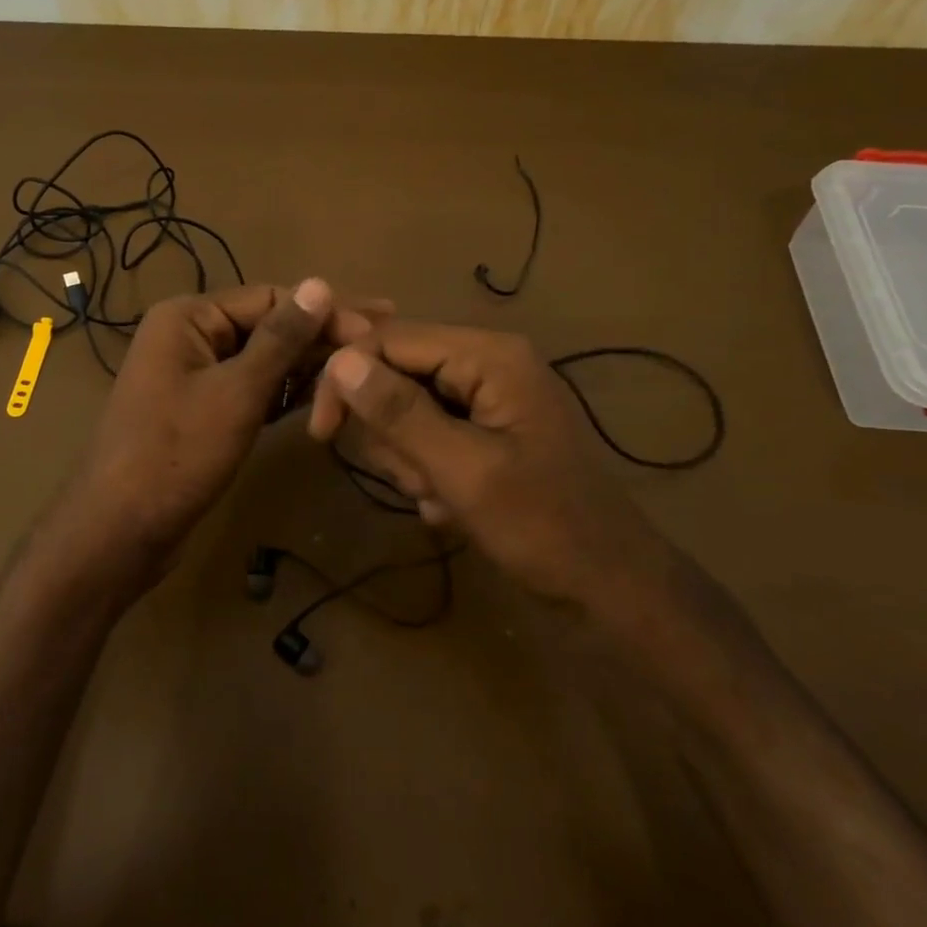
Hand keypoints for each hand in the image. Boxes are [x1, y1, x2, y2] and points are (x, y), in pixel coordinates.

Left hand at [57, 279, 373, 587]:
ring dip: (306, 365)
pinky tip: (324, 396)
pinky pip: (251, 389)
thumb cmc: (177, 453)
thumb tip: (320, 283)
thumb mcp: (236, 392)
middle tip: (381, 340)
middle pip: (267, 326)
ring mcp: (194, 375)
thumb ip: (281, 339)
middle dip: (320, 336)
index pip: (270, 298)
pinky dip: (284, 393)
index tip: (379, 325)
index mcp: (188, 317)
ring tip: (361, 369)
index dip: (324, 311)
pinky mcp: (202, 410)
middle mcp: (189, 336)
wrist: (120, 529)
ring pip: (262, 360)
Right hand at [310, 322, 677, 614]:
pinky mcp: (483, 429)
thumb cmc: (541, 527)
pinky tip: (449, 506)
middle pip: (395, 372)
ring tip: (440, 497)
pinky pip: (427, 434)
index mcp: (489, 355)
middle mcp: (487, 363)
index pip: (390, 339)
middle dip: (390, 432)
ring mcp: (486, 397)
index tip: (321, 432)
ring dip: (408, 459)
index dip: (347, 377)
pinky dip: (426, 471)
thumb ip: (400, 413)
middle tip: (415, 479)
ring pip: (405, 409)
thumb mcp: (463, 470)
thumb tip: (339, 361)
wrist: (606, 587)